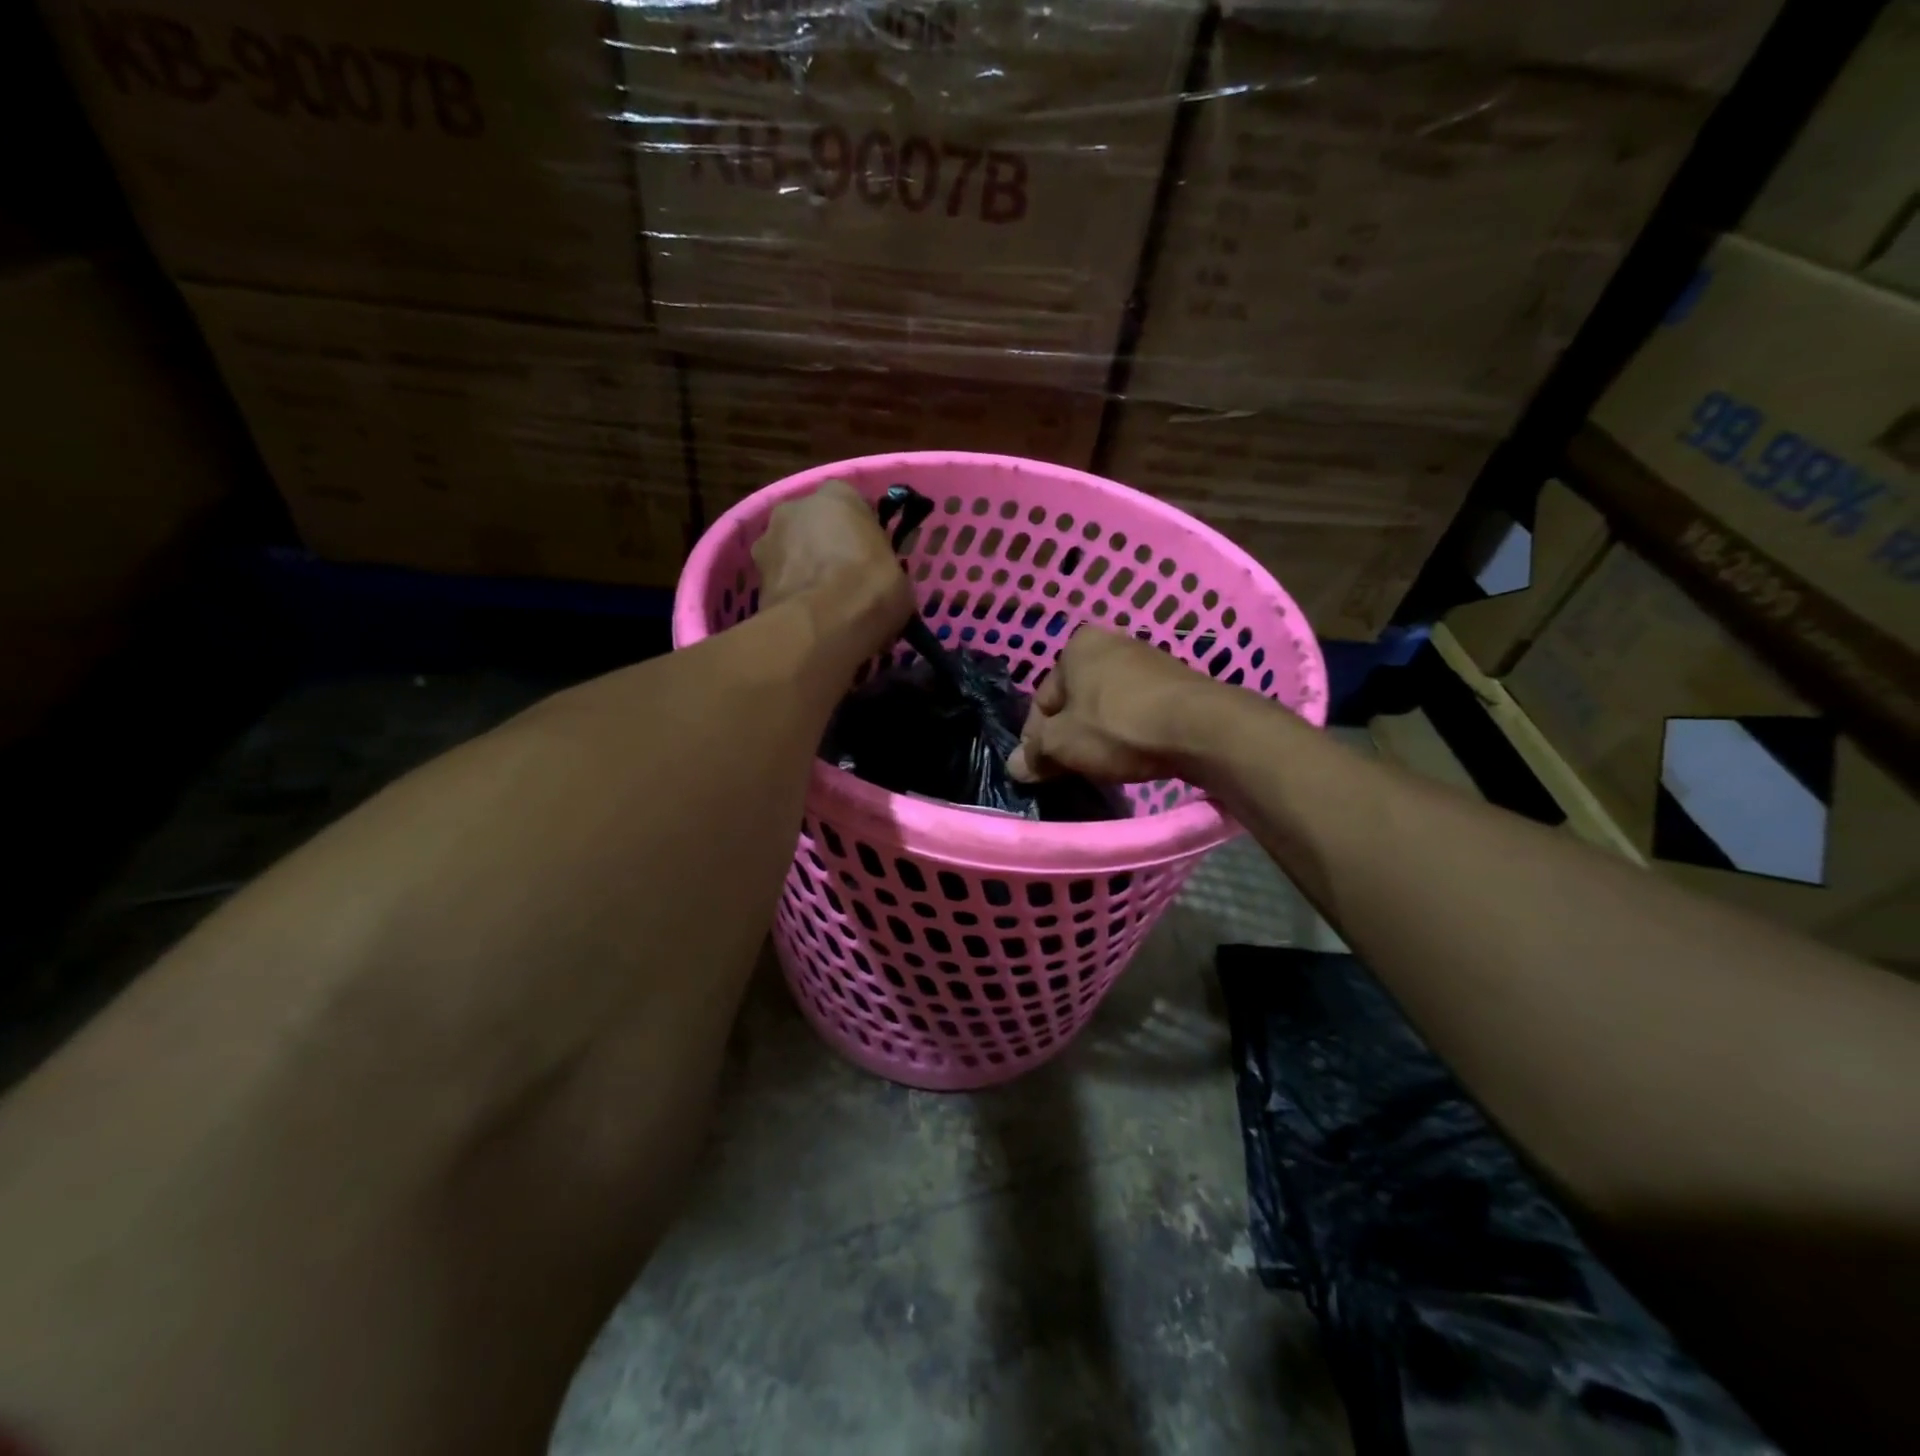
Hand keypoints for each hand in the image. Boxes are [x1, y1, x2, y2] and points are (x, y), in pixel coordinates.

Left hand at [753, 480, 914, 652]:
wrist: (823, 625)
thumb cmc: (871, 589)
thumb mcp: (898, 577)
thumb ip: (880, 566)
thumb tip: (876, 583)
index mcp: (838, 495)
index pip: (849, 505)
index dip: (859, 532)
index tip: (869, 558)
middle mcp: (796, 506)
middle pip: (812, 524)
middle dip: (823, 546)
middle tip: (842, 579)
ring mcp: (768, 540)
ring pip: (790, 551)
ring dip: (802, 569)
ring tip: (822, 604)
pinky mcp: (754, 576)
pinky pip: (779, 581)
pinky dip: (790, 594)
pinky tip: (806, 618)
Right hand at [1008, 628, 1223, 783]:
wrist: (1200, 728)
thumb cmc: (1118, 728)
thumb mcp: (1064, 744)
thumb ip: (1036, 753)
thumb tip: (1014, 766)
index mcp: (1076, 646)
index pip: (1042, 699)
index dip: (1036, 738)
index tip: (1041, 768)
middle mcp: (1110, 642)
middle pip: (1074, 700)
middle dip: (1069, 734)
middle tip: (1069, 768)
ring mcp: (1145, 658)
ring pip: (1105, 705)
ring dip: (1098, 732)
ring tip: (1102, 763)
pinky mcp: (1174, 680)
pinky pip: (1136, 708)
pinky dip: (1128, 729)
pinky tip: (1133, 752)